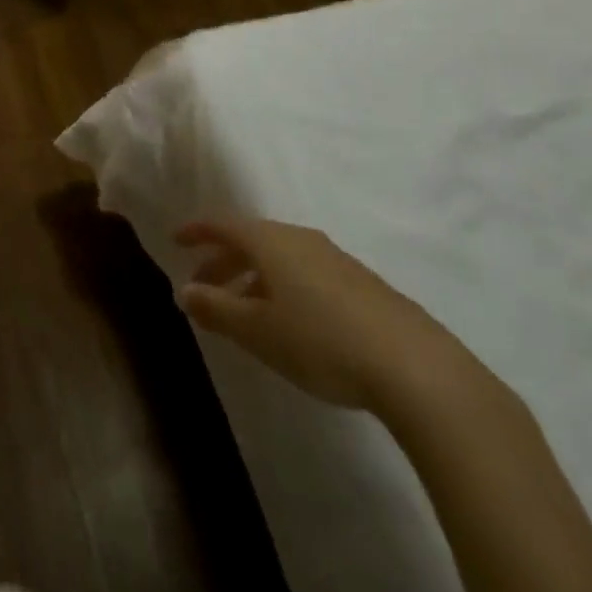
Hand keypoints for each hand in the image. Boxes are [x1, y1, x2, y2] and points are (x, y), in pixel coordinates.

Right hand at [174, 217, 459, 412]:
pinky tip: (291, 322)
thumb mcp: (258, 331)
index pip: (223, 224)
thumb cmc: (321, 341)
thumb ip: (216, 309)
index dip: (197, 231)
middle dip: (222, 262)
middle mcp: (300, 239)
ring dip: (253, 278)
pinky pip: (306, 274)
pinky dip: (284, 287)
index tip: (176, 240)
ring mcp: (335, 259)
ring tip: (243, 311)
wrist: (415, 367)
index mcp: (270, 241)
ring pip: (280, 259)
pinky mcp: (362, 285)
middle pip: (250, 240)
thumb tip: (184, 291)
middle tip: (202, 288)